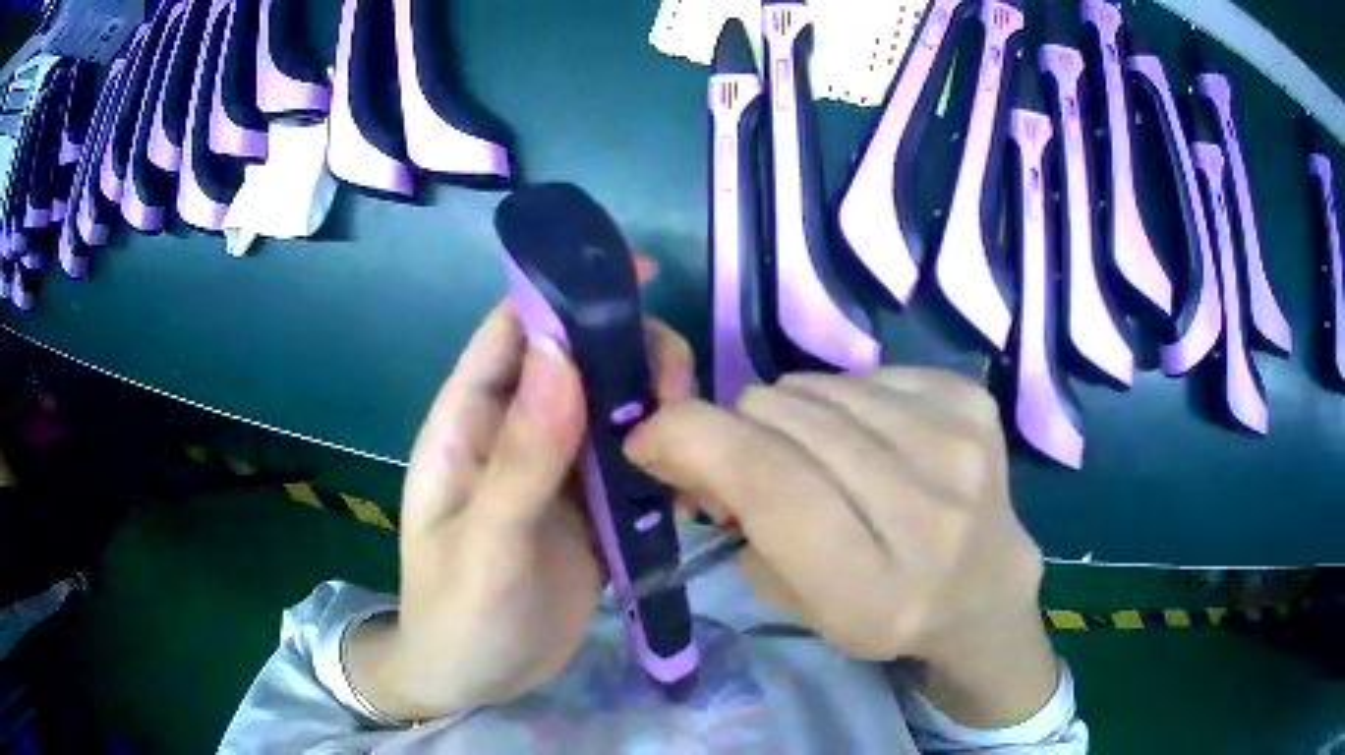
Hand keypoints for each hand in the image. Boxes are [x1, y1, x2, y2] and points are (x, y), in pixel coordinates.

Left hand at [346, 301, 695, 721]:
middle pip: (576, 361)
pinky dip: (665, 458)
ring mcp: (556, 470)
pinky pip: (631, 462)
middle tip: (678, 388)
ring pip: (611, 407)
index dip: (564, 294)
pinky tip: (691, 484)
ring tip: (693, 440)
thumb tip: (560, 351)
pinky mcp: (590, 508)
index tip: (636, 276)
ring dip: (656, 406)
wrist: (475, 680)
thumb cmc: (458, 616)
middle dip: (631, 355)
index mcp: (469, 425)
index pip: (512, 332)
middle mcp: (514, 432)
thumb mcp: (485, 545)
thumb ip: (520, 456)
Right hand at [625, 369, 1057, 727]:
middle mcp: (925, 505)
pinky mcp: (970, 400)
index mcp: (873, 582)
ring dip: (796, 417)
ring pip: (818, 386)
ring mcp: (956, 441)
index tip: (650, 438)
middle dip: (743, 432)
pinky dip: (847, 403)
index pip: (767, 476)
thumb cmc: (884, 613)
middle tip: (754, 465)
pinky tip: (872, 441)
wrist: (983, 589)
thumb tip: (687, 440)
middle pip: (786, 415)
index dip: (691, 438)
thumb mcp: (796, 598)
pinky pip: (863, 373)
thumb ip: (737, 519)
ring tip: (823, 457)